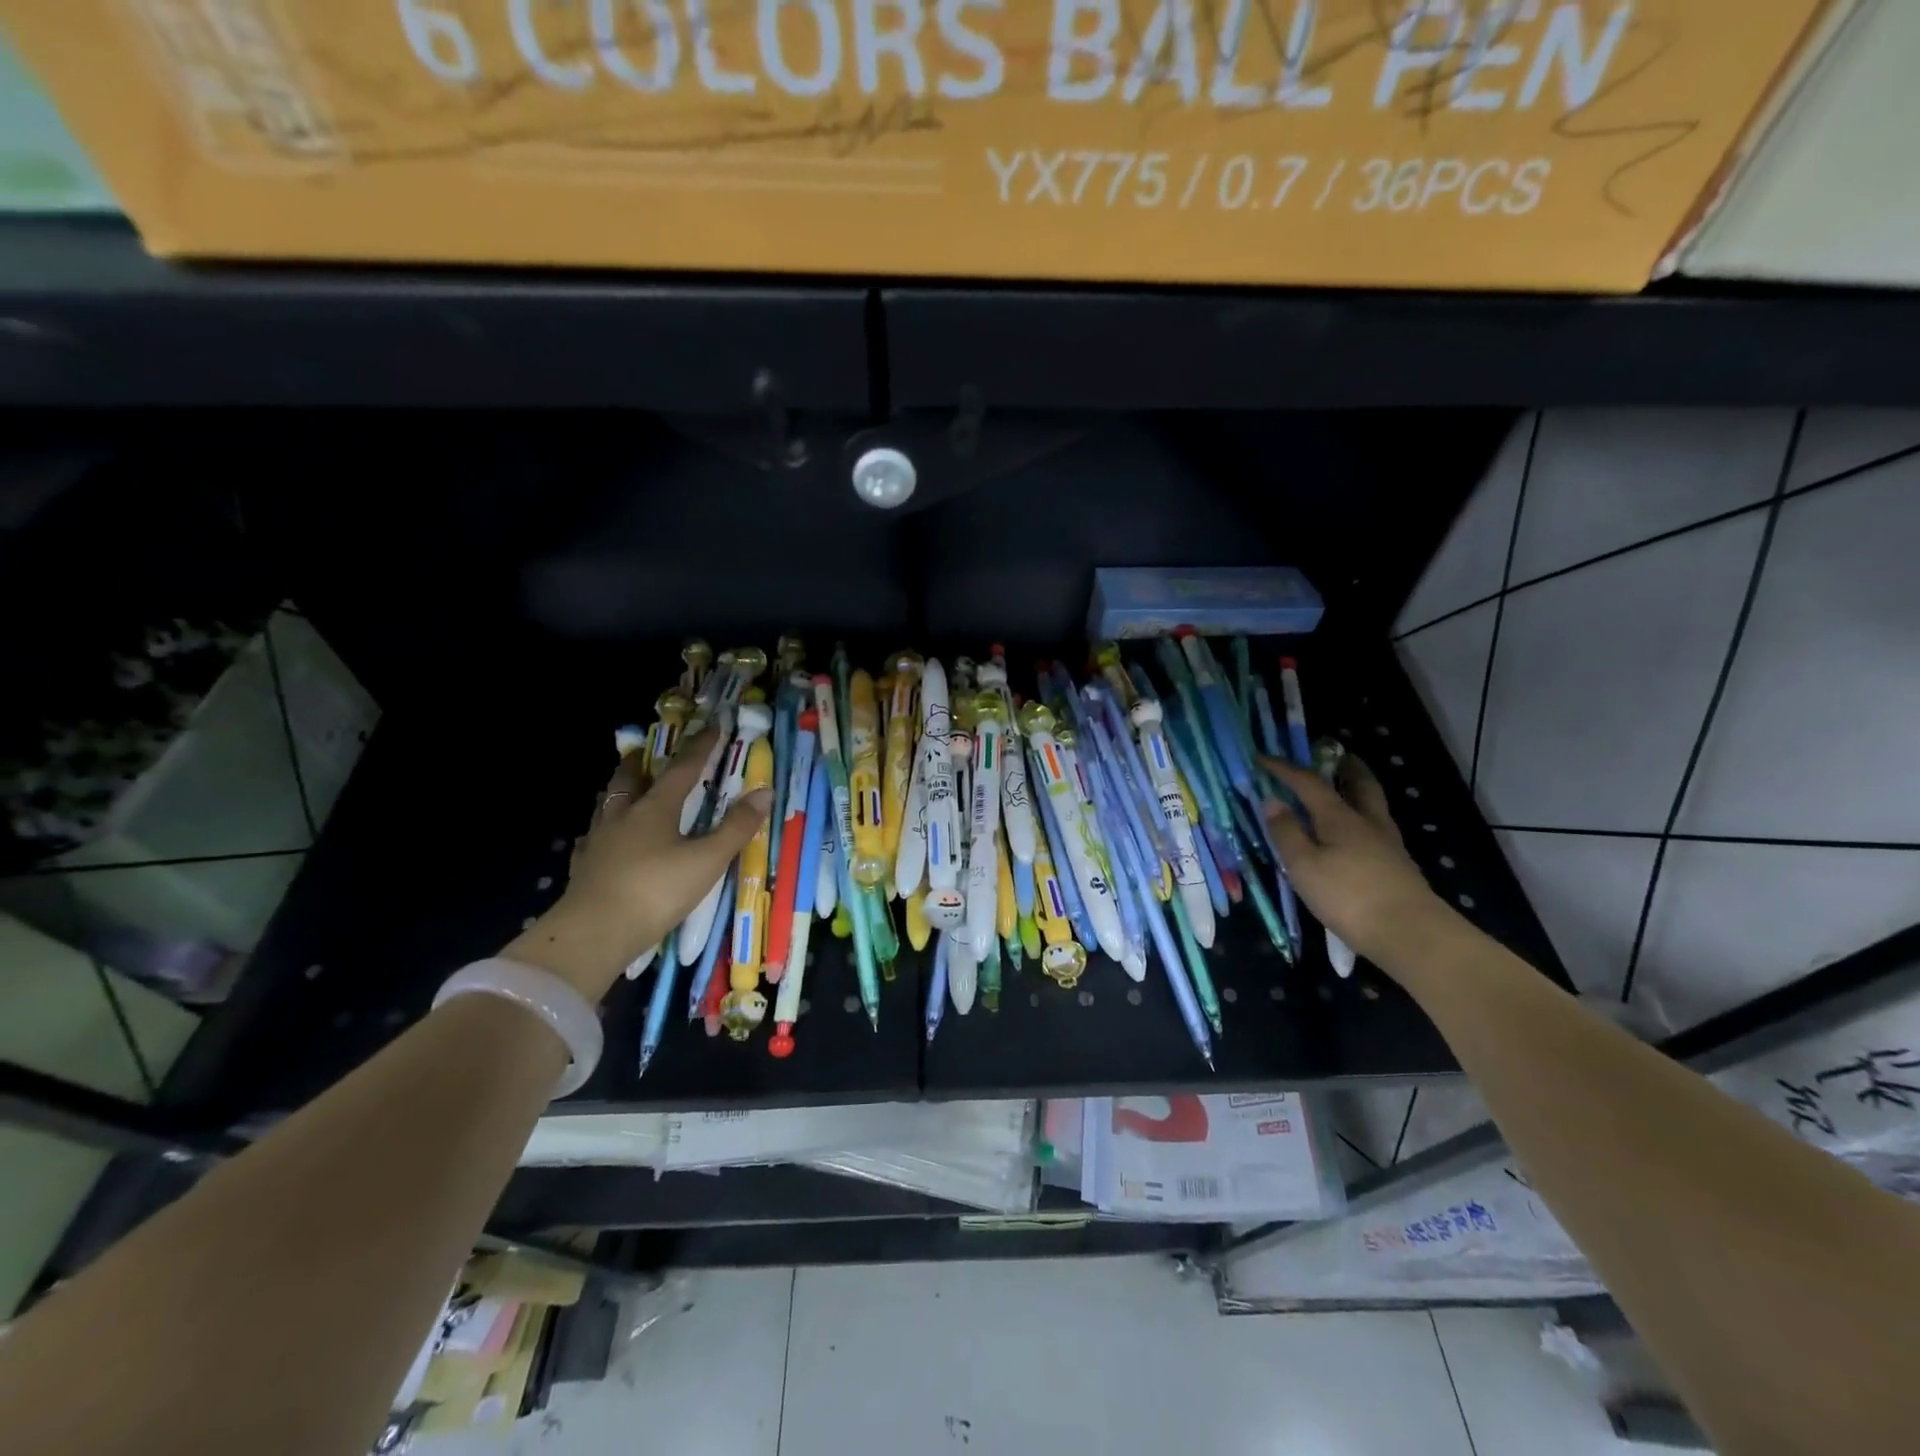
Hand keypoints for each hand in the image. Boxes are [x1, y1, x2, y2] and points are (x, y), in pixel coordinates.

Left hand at [504, 728, 771, 999]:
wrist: (594, 934)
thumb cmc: (656, 891)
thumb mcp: (707, 861)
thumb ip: (736, 828)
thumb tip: (764, 792)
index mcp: (654, 809)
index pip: (682, 769)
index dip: (700, 747)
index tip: (713, 725)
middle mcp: (623, 816)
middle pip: (630, 779)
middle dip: (641, 762)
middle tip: (645, 752)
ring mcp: (598, 842)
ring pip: (606, 805)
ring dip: (618, 792)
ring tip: (624, 790)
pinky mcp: (584, 868)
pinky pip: (591, 839)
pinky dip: (600, 832)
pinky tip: (600, 840)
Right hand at [1259, 754, 1457, 974]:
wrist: (1411, 934)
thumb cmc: (1348, 896)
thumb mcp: (1304, 866)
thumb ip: (1286, 832)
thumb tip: (1272, 800)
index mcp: (1340, 817)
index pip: (1309, 783)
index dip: (1284, 768)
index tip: (1262, 758)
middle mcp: (1368, 822)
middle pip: (1359, 783)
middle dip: (1344, 766)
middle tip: (1332, 755)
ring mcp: (1387, 844)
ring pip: (1372, 805)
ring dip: (1356, 790)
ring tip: (1341, 790)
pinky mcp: (1397, 865)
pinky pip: (1375, 827)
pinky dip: (1361, 817)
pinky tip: (1353, 833)